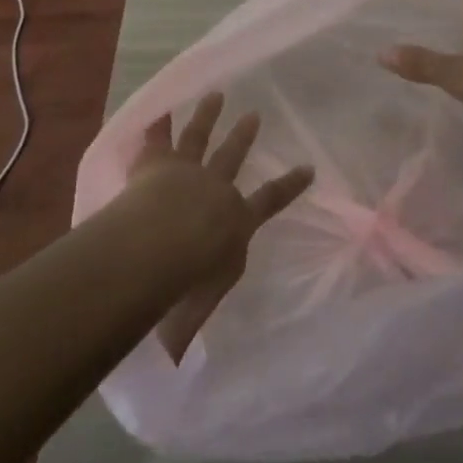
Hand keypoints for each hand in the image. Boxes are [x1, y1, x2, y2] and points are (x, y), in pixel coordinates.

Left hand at [125, 92, 313, 362]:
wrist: (158, 248)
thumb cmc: (183, 288)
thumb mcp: (192, 316)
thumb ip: (185, 334)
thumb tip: (176, 367)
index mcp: (235, 223)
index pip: (268, 202)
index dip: (289, 186)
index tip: (307, 168)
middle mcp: (215, 189)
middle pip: (232, 158)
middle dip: (242, 137)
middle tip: (253, 115)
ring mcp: (186, 171)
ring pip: (199, 138)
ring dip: (207, 116)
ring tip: (215, 95)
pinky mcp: (155, 164)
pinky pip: (157, 137)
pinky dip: (158, 121)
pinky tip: (158, 104)